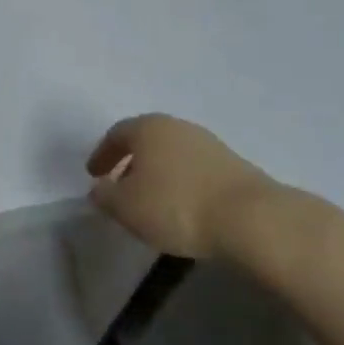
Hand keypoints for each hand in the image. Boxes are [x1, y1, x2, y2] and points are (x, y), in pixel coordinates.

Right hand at [86, 114, 277, 258]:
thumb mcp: (127, 208)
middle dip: (131, 162)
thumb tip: (98, 189)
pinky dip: (182, 183)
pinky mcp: (233, 165)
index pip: (116, 134)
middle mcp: (177, 126)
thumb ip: (106, 196)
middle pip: (146, 140)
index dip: (102, 154)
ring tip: (153, 202)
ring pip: (172, 154)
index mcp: (147, 127)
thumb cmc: (176, 206)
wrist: (250, 218)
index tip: (94, 175)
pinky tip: (183, 207)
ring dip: (158, 173)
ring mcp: (208, 143)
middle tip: (121, 186)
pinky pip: (195, 169)